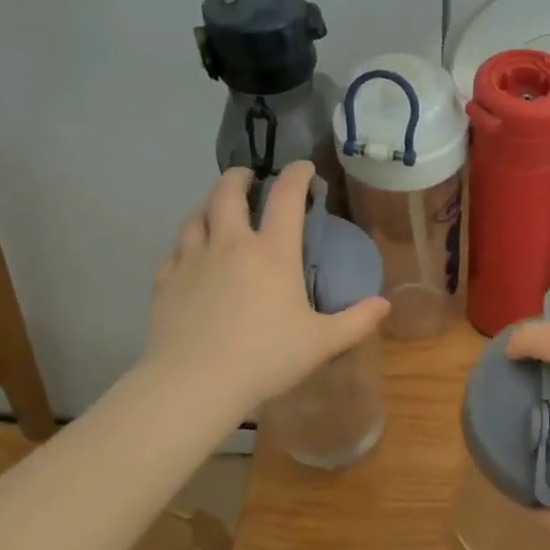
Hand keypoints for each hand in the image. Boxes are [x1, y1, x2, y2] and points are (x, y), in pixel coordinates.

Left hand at [144, 162, 388, 407]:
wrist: (195, 382)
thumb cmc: (266, 357)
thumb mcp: (322, 342)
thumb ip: (356, 321)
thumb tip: (384, 304)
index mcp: (272, 253)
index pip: (286, 198)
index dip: (296, 176)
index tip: (303, 167)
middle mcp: (230, 245)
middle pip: (227, 194)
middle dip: (238, 178)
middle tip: (246, 177)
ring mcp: (193, 261)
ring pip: (195, 217)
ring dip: (208, 206)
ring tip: (216, 210)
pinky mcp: (166, 282)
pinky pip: (175, 251)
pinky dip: (186, 245)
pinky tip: (189, 256)